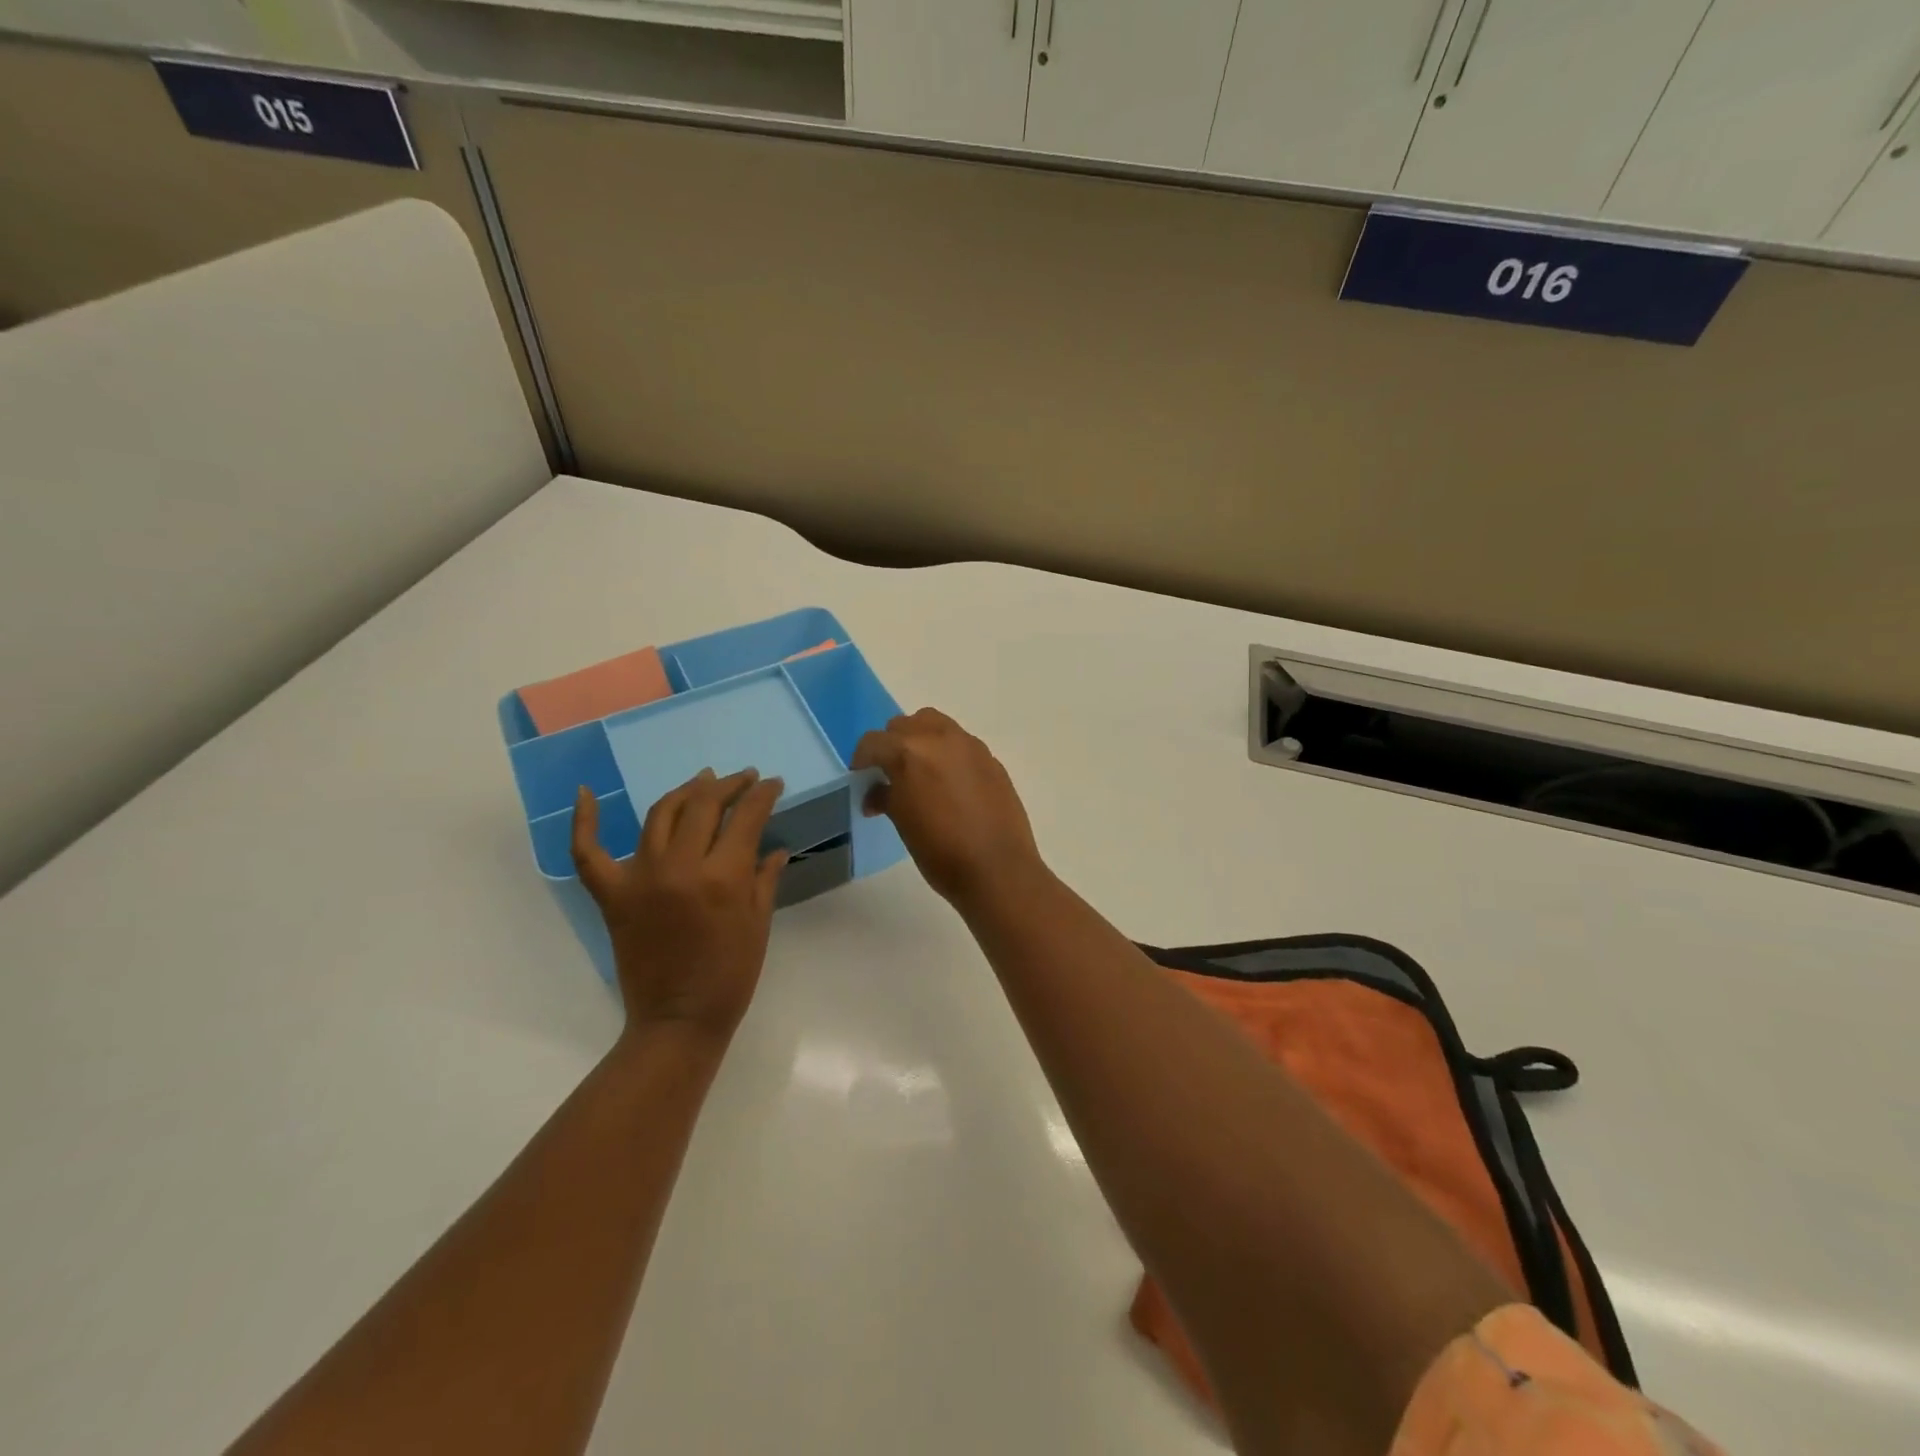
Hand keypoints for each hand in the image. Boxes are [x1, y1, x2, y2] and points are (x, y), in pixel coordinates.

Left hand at [571, 769, 789, 1042]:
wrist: (678, 1020)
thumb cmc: (730, 975)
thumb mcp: (759, 924)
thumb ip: (765, 879)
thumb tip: (776, 849)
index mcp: (723, 877)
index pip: (746, 817)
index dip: (763, 794)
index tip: (773, 784)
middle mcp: (680, 867)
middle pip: (704, 805)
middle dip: (729, 785)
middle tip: (744, 778)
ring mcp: (640, 878)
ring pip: (661, 814)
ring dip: (685, 791)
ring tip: (703, 781)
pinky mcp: (612, 895)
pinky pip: (588, 852)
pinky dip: (585, 821)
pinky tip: (586, 792)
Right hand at [851, 708, 1043, 909]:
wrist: (997, 869)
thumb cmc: (941, 851)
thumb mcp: (903, 823)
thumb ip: (886, 797)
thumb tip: (876, 794)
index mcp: (909, 752)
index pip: (873, 742)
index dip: (862, 760)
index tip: (862, 778)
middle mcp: (939, 738)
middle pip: (904, 725)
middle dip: (892, 745)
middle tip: (890, 774)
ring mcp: (969, 745)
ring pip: (935, 725)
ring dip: (921, 740)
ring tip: (921, 772)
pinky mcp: (991, 758)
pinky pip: (960, 743)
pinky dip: (947, 753)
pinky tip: (951, 784)